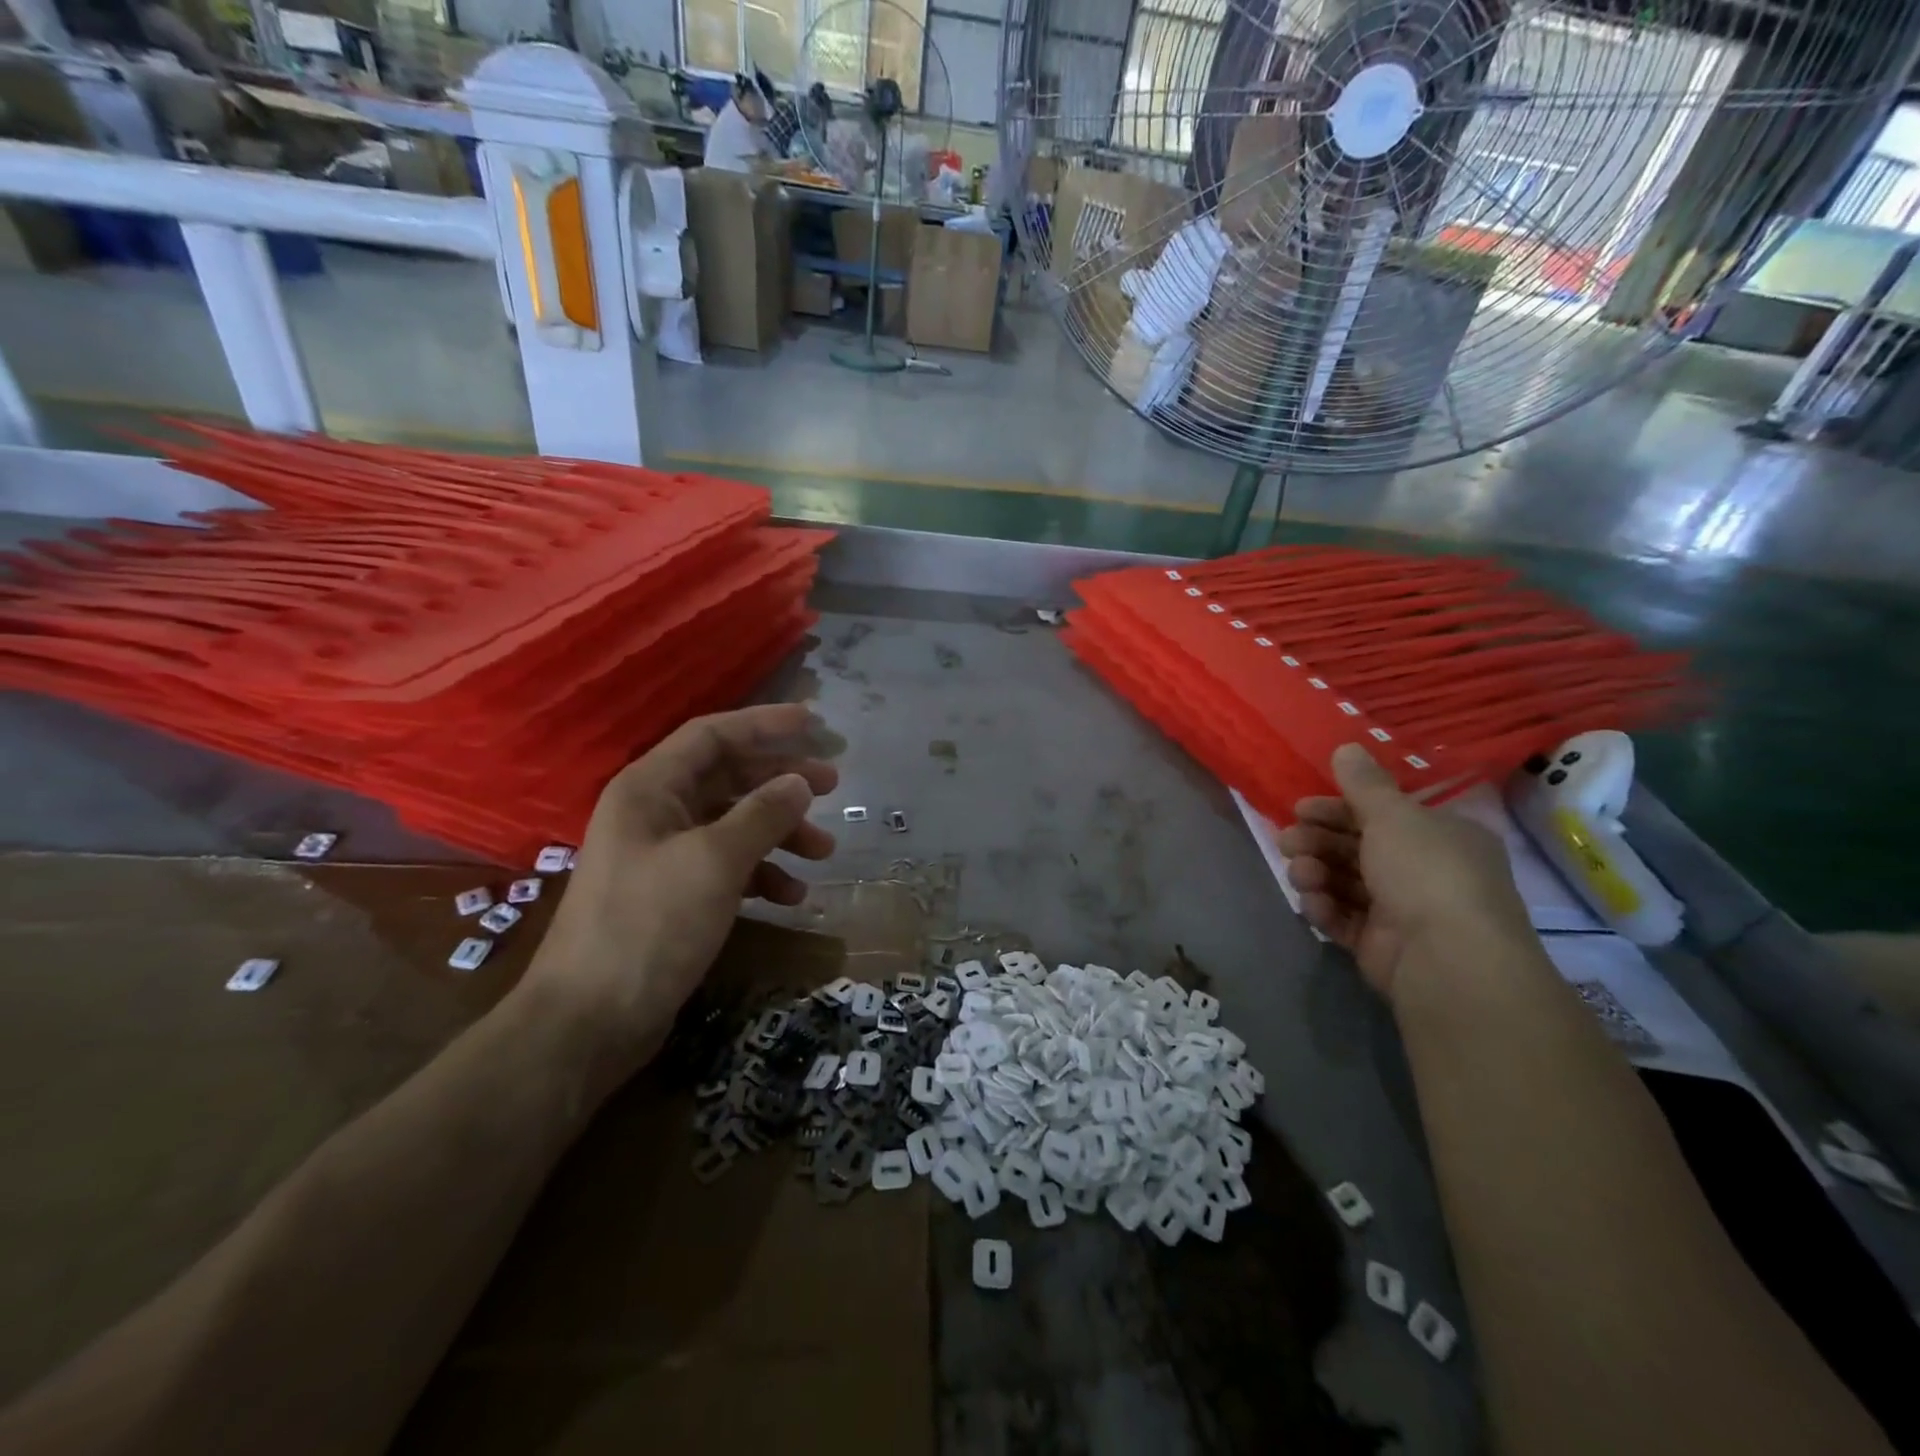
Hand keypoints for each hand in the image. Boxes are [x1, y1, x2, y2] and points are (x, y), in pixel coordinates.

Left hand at [520, 703, 838, 1089]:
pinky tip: (791, 896)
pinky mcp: (672, 897)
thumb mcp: (715, 862)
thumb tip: (799, 782)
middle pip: (728, 778)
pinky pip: (726, 867)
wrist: (589, 1022)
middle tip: (832, 786)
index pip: (712, 735)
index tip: (814, 723)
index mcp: (650, 789)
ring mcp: (662, 857)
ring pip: (733, 825)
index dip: (764, 724)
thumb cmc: (650, 926)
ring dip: (779, 832)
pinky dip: (761, 874)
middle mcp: (654, 813)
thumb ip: (762, 814)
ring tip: (824, 851)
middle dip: (781, 781)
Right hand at [1278, 744, 1531, 1000]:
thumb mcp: (1393, 815)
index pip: (1381, 815)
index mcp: (1441, 837)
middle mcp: (1425, 871)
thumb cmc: (1425, 872)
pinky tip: (1313, 903)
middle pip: (1356, 848)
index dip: (1337, 809)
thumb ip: (1364, 783)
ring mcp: (1402, 912)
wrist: (1446, 959)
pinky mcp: (1381, 945)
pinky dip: (1324, 908)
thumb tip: (1346, 747)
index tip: (1301, 809)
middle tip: (1288, 842)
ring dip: (1315, 873)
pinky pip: (1344, 918)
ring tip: (1301, 875)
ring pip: (1345, 882)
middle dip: (1317, 842)